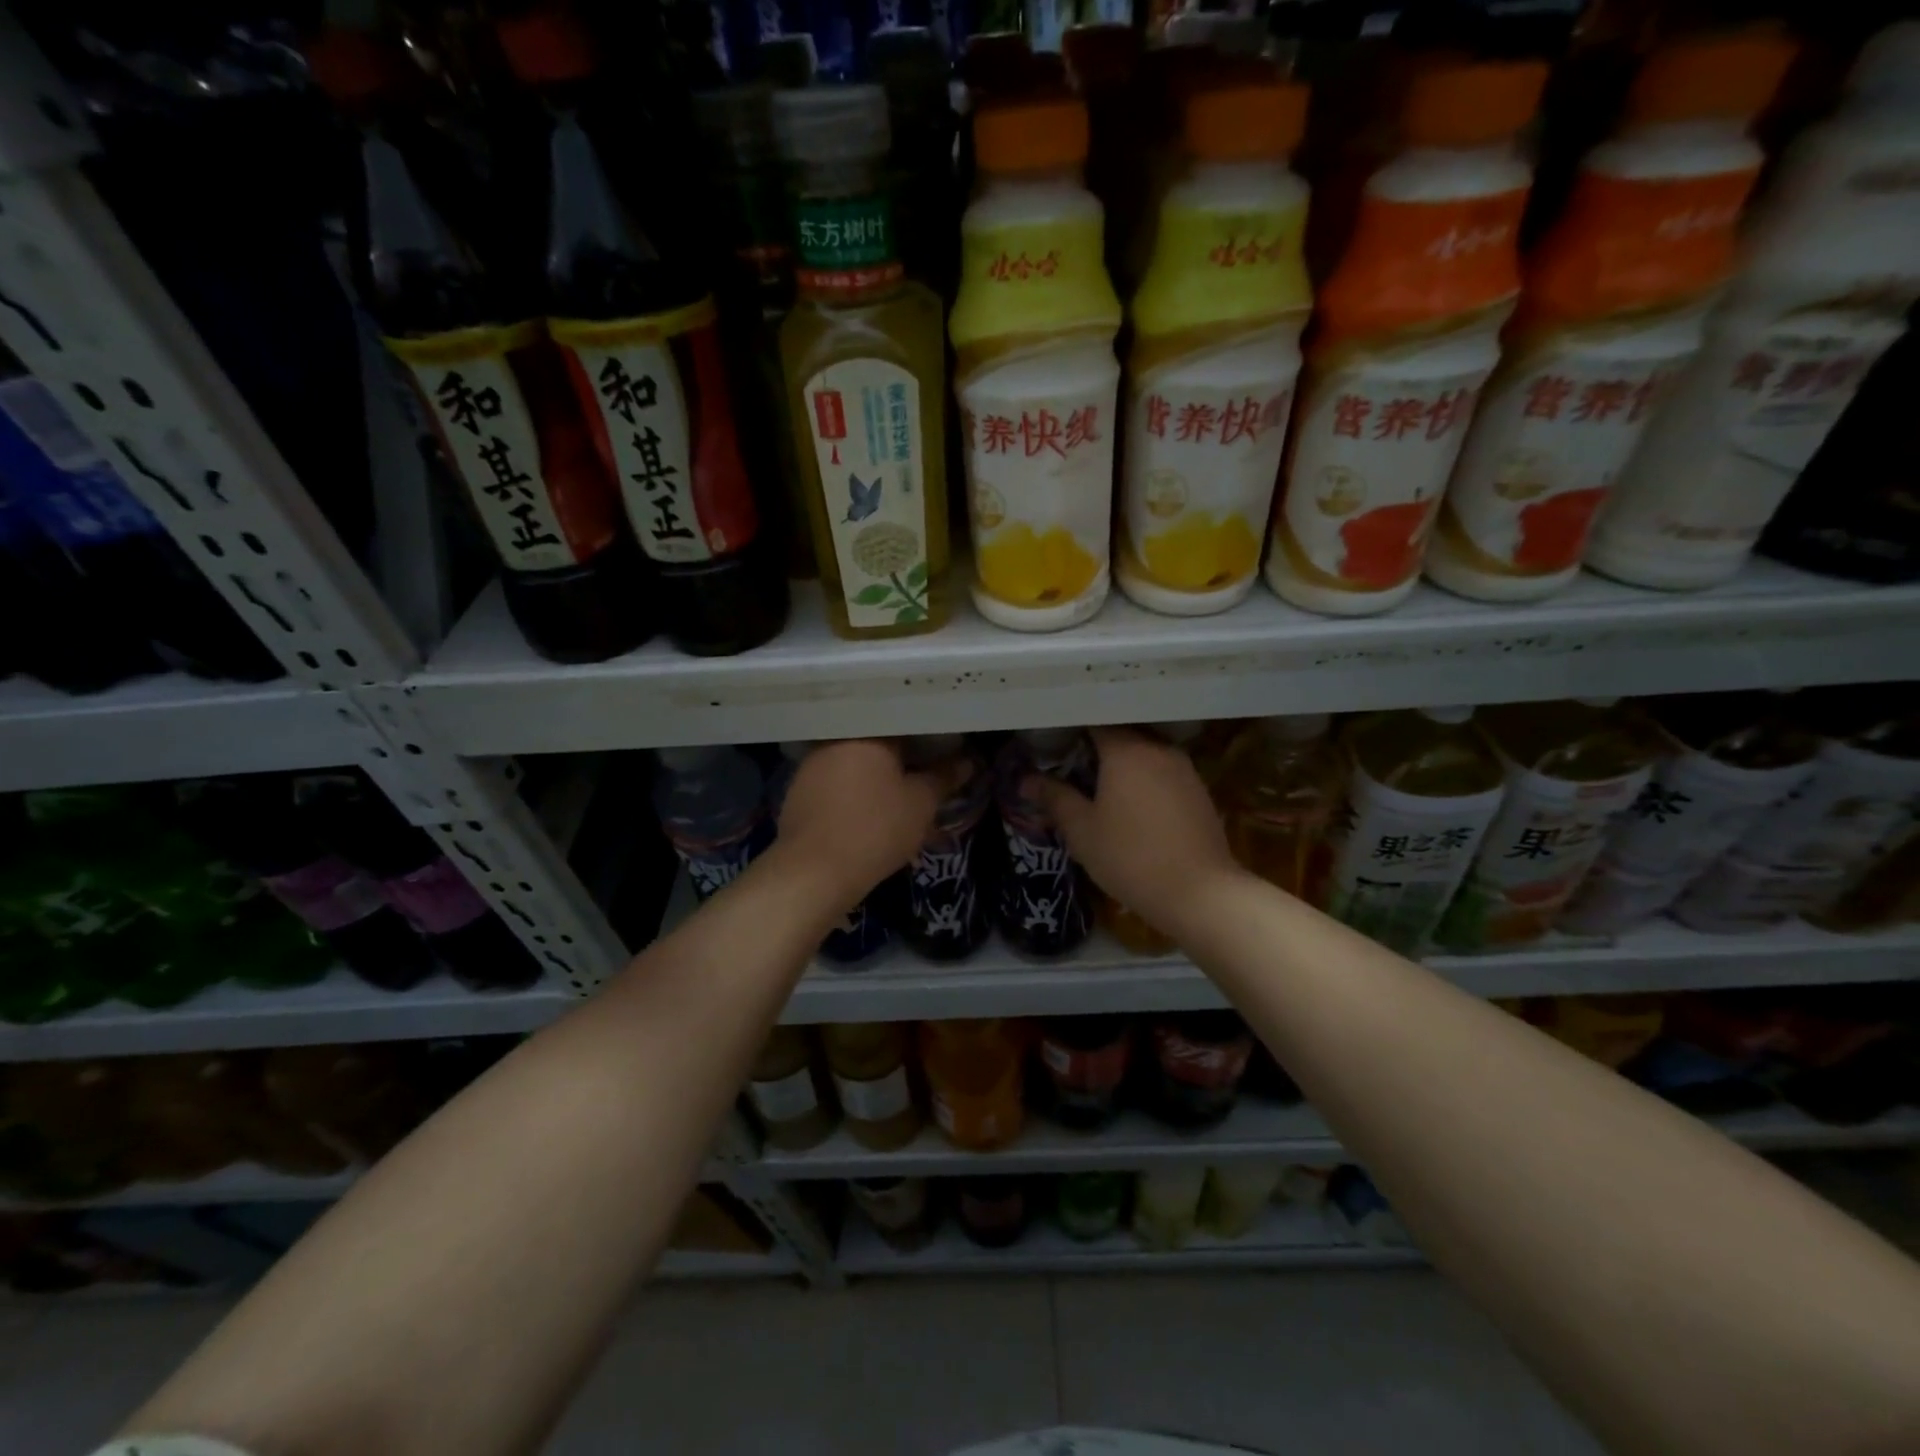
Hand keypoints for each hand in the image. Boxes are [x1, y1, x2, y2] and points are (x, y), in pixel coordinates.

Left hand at [776, 739, 962, 907]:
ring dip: (874, 778)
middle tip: (923, 780)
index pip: (904, 724)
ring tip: (896, 800)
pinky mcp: (797, 793)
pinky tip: (865, 814)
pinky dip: (852, 794)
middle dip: (900, 761)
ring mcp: (811, 766)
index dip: (927, 740)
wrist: (814, 872)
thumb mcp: (921, 804)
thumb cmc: (875, 829)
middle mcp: (835, 741)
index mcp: (867, 733)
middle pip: (876, 744)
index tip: (944, 756)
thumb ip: (944, 778)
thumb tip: (969, 761)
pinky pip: (835, 785)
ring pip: (854, 765)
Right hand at [1029, 727, 1238, 934]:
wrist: (1199, 892)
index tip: (1054, 747)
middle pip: (1122, 734)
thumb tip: (1026, 780)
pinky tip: (1134, 805)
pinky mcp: (1199, 791)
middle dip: (1097, 747)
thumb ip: (1054, 798)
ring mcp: (1184, 769)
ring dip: (1124, 764)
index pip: (1094, 722)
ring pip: (1145, 753)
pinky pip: (1163, 772)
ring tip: (1101, 788)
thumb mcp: (1082, 830)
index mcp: (1126, 750)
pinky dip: (1145, 779)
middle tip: (1072, 768)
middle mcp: (1158, 749)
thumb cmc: (1130, 857)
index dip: (1071, 730)